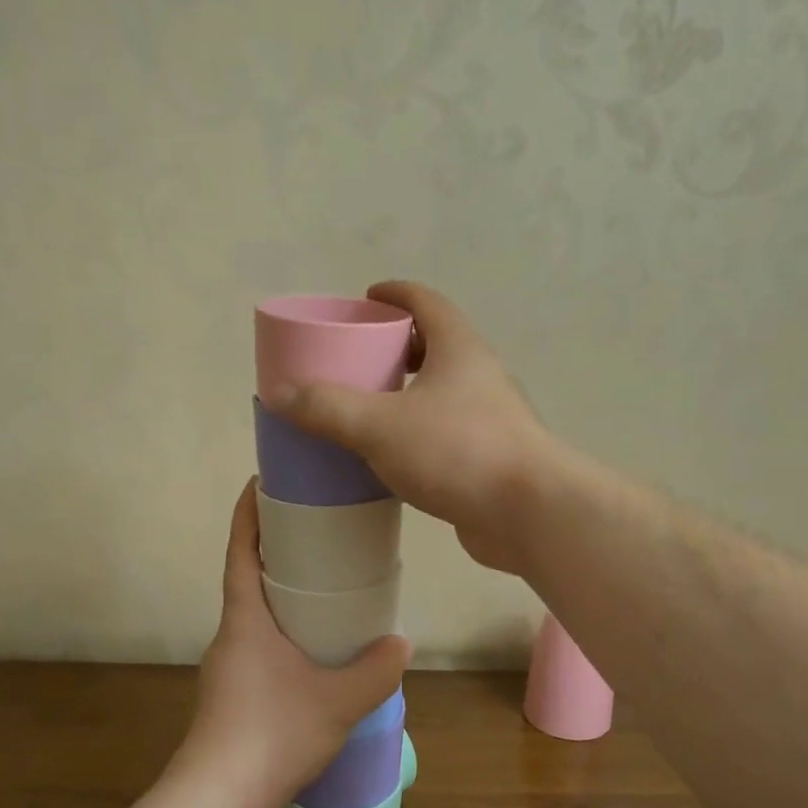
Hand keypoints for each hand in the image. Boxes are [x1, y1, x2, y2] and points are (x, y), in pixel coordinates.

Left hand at [171, 481, 410, 807]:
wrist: (215, 801)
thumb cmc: (271, 735)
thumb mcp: (337, 701)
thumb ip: (375, 670)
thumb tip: (402, 642)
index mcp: (245, 620)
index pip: (240, 551)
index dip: (248, 513)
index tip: (261, 481)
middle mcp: (230, 635)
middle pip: (248, 578)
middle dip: (275, 552)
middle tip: (317, 535)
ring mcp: (227, 667)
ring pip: (255, 616)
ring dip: (281, 596)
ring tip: (325, 593)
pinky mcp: (231, 695)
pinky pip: (259, 646)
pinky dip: (283, 632)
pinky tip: (313, 654)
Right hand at [268, 282, 557, 574]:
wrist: (529, 513)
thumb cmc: (457, 451)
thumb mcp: (380, 426)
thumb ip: (327, 408)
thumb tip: (279, 393)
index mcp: (460, 350)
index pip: (426, 302)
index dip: (395, 294)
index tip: (366, 297)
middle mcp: (481, 377)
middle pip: (437, 346)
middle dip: (398, 347)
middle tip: (359, 359)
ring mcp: (492, 420)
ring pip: (443, 394)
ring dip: (409, 395)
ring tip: (368, 409)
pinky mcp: (491, 460)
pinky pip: (447, 435)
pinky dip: (419, 435)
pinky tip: (393, 458)